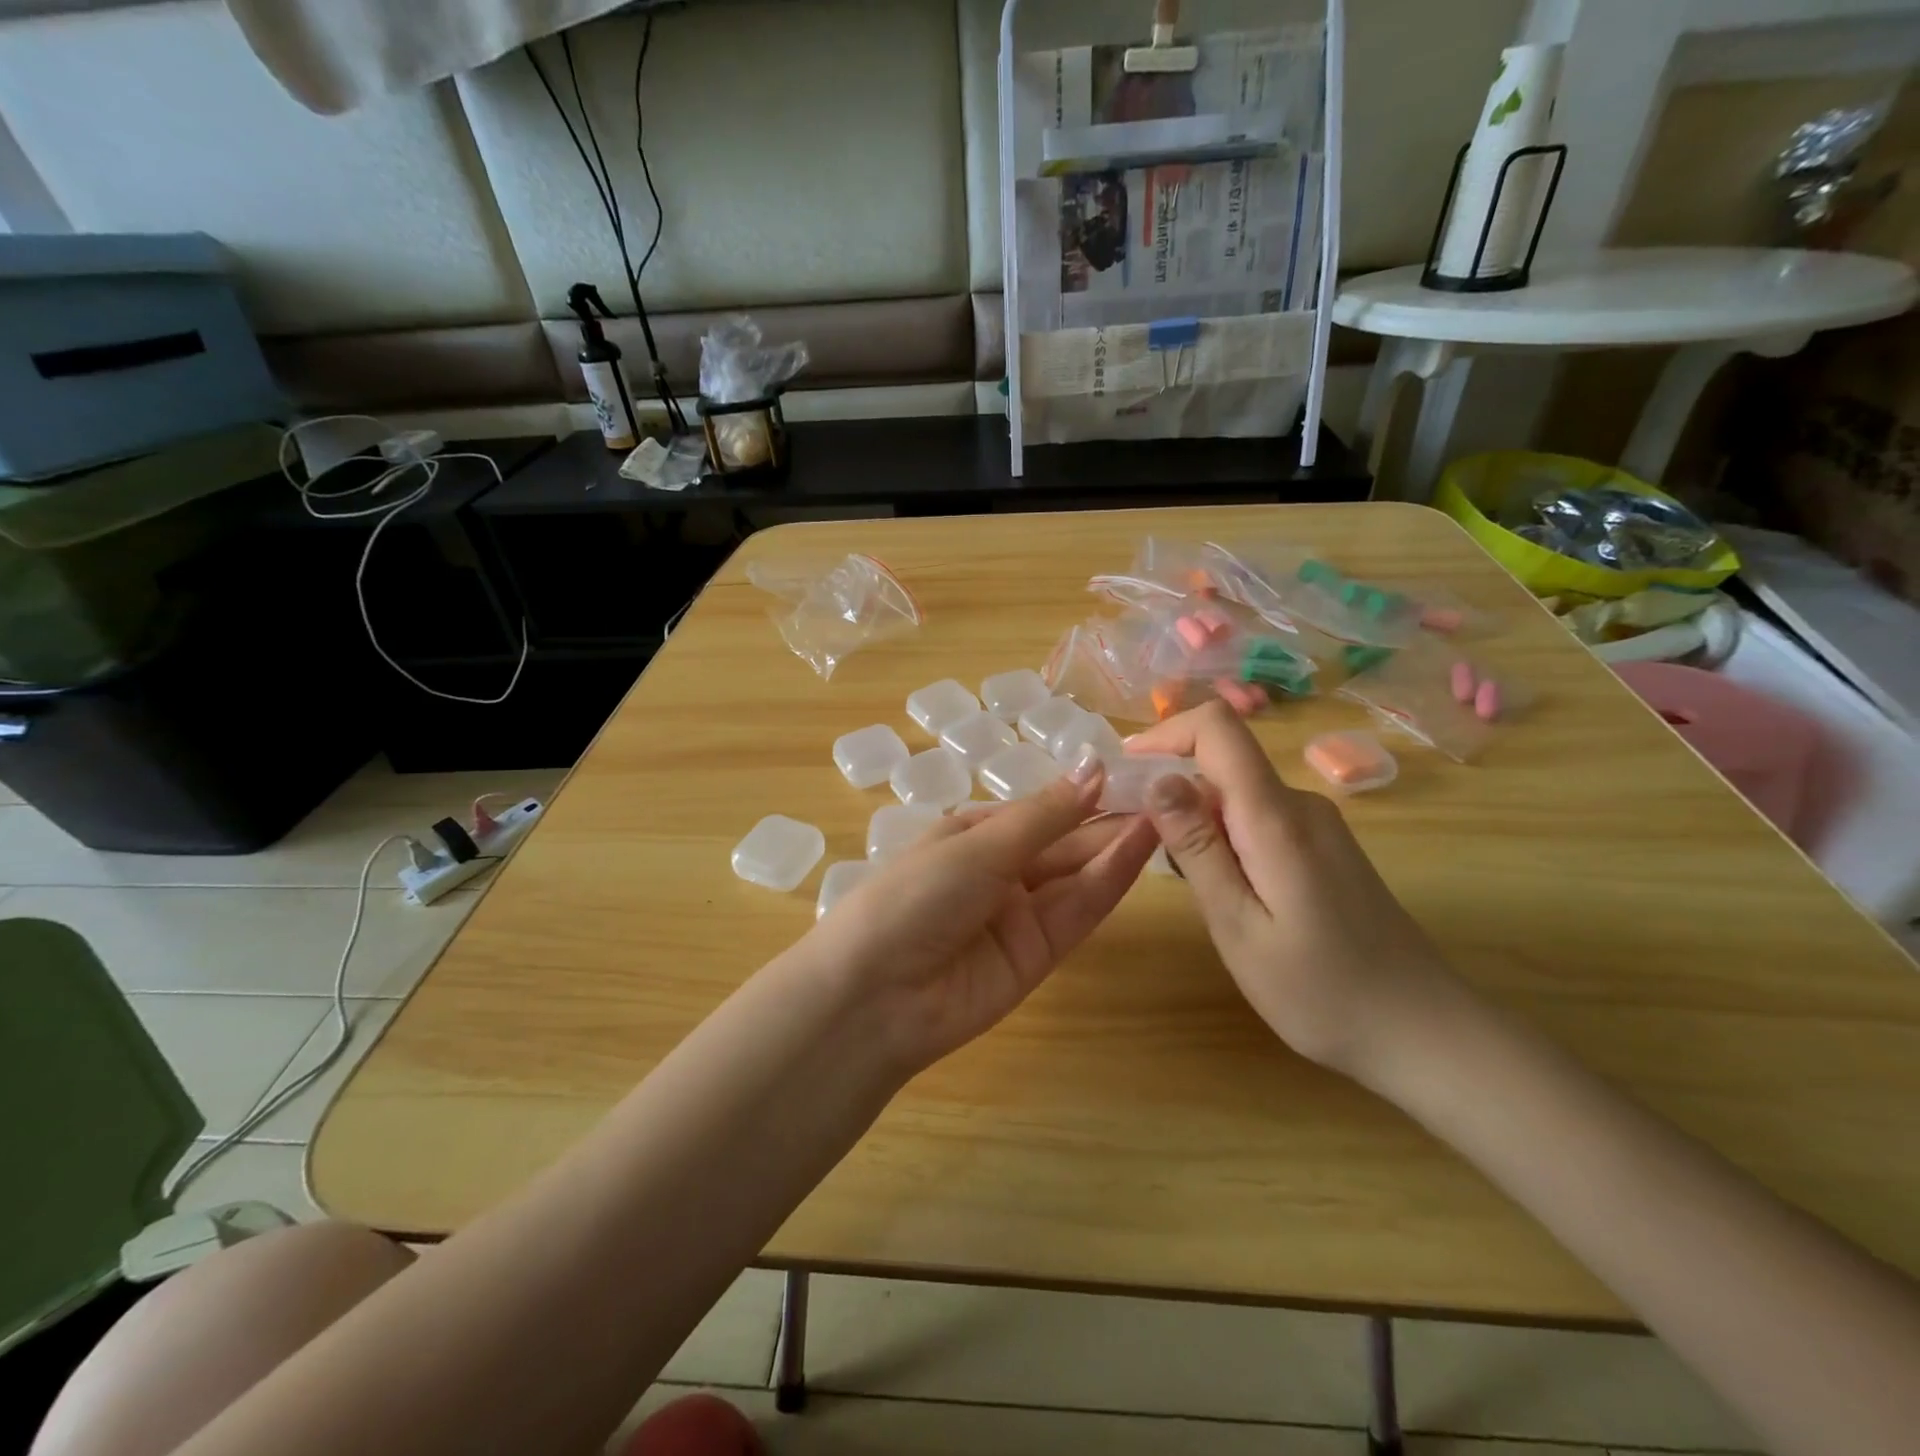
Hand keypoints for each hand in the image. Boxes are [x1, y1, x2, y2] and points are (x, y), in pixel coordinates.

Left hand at [800, 760, 1158, 1075]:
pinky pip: (1078, 911)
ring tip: (1167, 812)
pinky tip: (1142, 848)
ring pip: (1079, 874)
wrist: (876, 996)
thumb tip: (1094, 764)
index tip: (1135, 771)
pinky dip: (1110, 881)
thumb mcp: (978, 845)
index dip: (1085, 792)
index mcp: (974, 834)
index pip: (1041, 809)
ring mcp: (1022, 914)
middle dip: (1110, 817)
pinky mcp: (1040, 954)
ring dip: (1119, 845)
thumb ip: (1045, 814)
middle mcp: (1001, 871)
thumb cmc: (916, 895)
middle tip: (1168, 791)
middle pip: (1065, 841)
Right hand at [1125, 701, 1458, 1080]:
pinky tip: (1229, 896)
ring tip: (1189, 886)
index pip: (1218, 728)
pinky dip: (1225, 840)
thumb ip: (1197, 848)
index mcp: (1276, 817)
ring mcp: (1318, 825)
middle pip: (1222, 763)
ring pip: (1236, 796)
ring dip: (1197, 822)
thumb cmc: (1321, 992)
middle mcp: (1300, 804)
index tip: (1125, 767)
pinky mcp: (1324, 847)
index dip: (1166, 732)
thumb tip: (1158, 777)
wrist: (1424, 1033)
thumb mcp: (1238, 925)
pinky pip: (1259, 819)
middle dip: (1172, 791)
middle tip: (1146, 852)